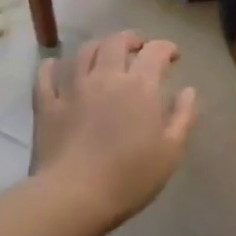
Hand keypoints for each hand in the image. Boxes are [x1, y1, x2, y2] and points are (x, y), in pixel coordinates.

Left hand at [31, 30, 196, 231]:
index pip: (155, 52)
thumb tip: (188, 90)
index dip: (166, 48)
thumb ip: (183, 117)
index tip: (173, 55)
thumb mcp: (170, 152)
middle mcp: (106, 77)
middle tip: (138, 48)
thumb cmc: (130, 177)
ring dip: (97, 46)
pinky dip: (53, 66)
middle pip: (116, 42)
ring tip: (104, 54)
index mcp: (139, 86)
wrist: (74, 196)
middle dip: (131, 39)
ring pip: (83, 52)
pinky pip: (46, 75)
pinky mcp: (47, 104)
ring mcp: (72, 88)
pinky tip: (56, 67)